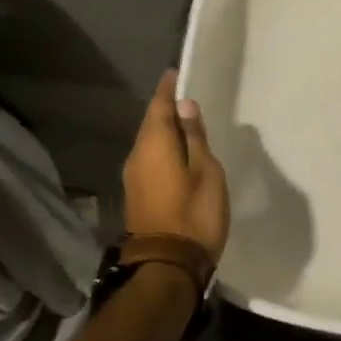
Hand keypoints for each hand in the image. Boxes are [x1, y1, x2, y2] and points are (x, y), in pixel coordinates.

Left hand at [122, 71, 229, 263]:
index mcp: (154, 144)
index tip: (176, 72)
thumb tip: (185, 106)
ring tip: (186, 123)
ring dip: (164, 130)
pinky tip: (178, 153)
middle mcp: (137, 155)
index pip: (159, 105)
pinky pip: (149, 159)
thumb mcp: (206, 172)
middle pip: (151, 123)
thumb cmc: (194, 214)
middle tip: (185, 95)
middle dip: (165, 108)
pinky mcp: (137, 195)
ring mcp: (133, 177)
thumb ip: (195, 138)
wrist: (167, 267)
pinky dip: (162, 149)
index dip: (168, 88)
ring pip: (149, 142)